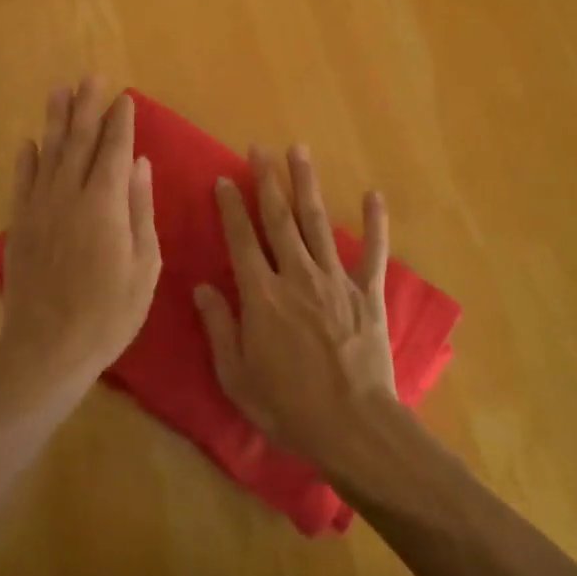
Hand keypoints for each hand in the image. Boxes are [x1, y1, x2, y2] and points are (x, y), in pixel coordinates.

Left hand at [0, 79, 160, 388]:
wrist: (46, 349)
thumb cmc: (108, 313)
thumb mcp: (144, 266)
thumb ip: (141, 210)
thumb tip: (142, 164)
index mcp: (105, 204)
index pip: (115, 150)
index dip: (121, 121)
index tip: (125, 98)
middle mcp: (70, 195)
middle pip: (80, 141)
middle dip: (87, 107)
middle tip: (92, 77)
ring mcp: (40, 209)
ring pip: (49, 153)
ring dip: (56, 120)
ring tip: (60, 91)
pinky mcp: (20, 226)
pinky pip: (22, 183)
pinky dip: (27, 160)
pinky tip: (29, 143)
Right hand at [194, 145, 397, 469]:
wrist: (353, 427)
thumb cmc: (288, 407)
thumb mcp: (237, 377)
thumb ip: (219, 328)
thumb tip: (201, 287)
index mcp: (262, 295)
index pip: (241, 240)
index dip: (231, 207)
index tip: (224, 179)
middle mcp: (297, 276)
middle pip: (279, 219)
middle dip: (268, 180)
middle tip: (259, 148)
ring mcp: (336, 280)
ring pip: (318, 223)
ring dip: (307, 185)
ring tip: (299, 152)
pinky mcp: (367, 293)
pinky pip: (373, 252)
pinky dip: (375, 223)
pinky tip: (373, 195)